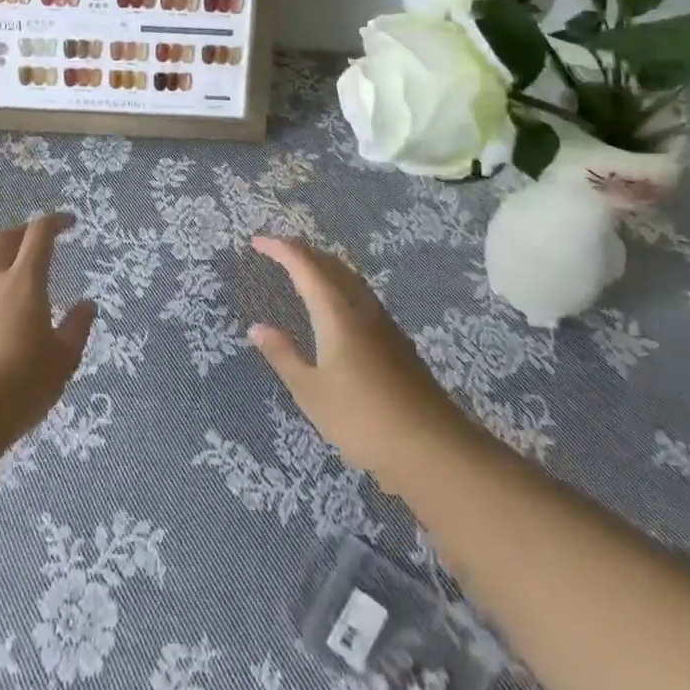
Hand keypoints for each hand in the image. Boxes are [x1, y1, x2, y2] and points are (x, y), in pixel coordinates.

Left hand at [0, 213, 95, 449]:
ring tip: (8, 269)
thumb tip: (87, 305)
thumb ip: (77, 327)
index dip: (55, 221)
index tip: (69, 223)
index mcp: (25, 281)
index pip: (39, 234)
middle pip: (2, 238)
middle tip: (36, 242)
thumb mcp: (63, 358)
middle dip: (21, 232)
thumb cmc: (22, 382)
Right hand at [248, 236, 466, 481]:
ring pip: (350, 277)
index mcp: (336, 312)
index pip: (304, 265)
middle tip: (277, 251)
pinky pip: (361, 294)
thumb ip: (283, 356)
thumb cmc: (363, 419)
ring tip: (303, 270)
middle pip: (330, 263)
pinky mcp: (396, 340)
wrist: (433, 446)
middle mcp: (361, 307)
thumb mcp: (311, 392)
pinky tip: (336, 306)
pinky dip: (340, 285)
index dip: (280, 249)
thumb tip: (257, 327)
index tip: (257, 242)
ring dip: (324, 265)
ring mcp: (383, 322)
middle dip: (302, 251)